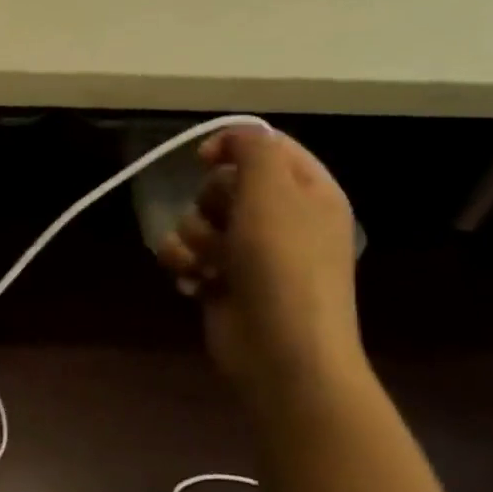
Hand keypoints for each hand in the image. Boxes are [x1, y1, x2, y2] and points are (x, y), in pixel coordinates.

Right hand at [155, 127, 363, 401]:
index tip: (203, 159)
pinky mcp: (222, 282)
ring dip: (193, 240)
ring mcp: (250, 254)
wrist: (282, 352)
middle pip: (224, 185)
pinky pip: (187, 256)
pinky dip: (184, 266)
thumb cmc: (283, 266)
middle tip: (222, 226)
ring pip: (198, 222)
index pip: (267, 148)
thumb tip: (229, 138)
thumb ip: (252, 150)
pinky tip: (193, 283)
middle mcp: (280, 219)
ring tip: (208, 265)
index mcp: (308, 193)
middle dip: (209, 204)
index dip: (232, 147)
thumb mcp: (273, 193)